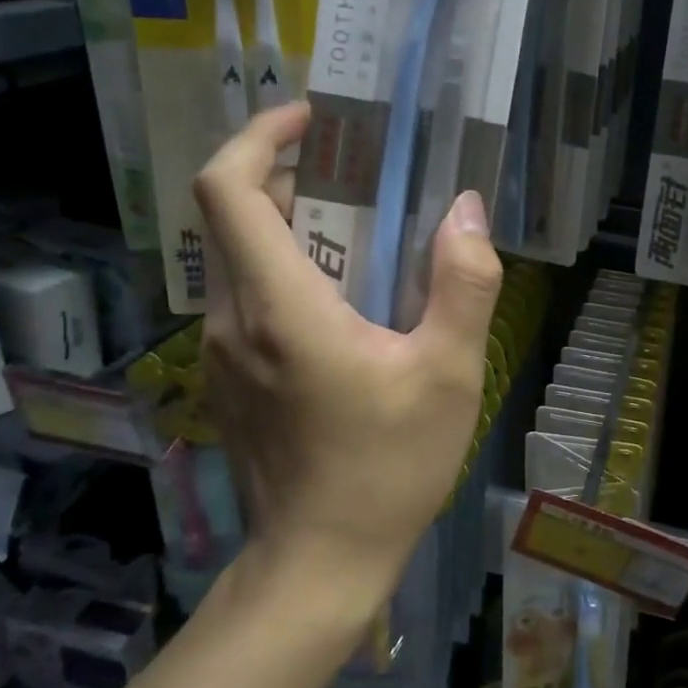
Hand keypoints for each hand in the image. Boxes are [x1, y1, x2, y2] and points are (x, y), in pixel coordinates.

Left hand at [192, 103, 503, 598]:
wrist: (319, 566)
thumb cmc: (386, 468)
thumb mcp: (448, 374)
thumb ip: (463, 283)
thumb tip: (467, 209)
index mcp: (278, 305)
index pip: (229, 188)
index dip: (261, 136)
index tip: (314, 121)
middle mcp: (231, 318)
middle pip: (236, 214)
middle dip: (294, 178)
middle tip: (364, 175)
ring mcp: (220, 351)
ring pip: (241, 256)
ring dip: (295, 226)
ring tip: (367, 233)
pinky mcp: (228, 377)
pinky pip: (248, 297)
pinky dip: (288, 270)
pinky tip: (347, 301)